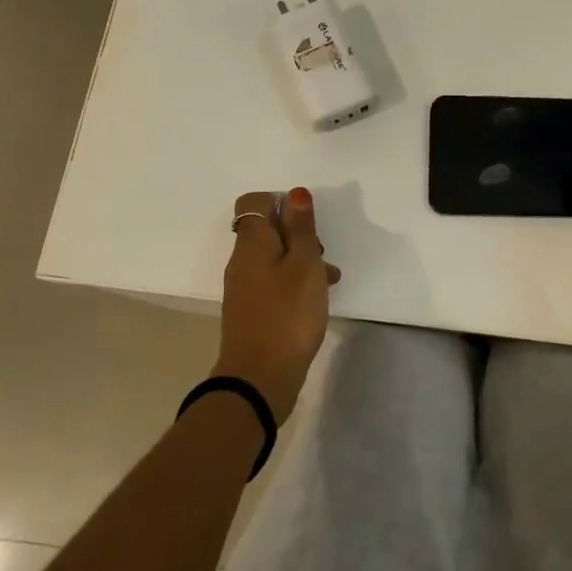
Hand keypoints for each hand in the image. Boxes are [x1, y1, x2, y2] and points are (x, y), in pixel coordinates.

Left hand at [217, 188, 340, 423]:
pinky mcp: (252, 310)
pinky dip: (294, 283)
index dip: (281, 202)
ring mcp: (245, 287)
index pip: (254, 202)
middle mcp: (242, 261)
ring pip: (274, 258)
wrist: (260, 377)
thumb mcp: (304, 265)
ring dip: (301, 260)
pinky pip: (274, 282)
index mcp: (252, 243)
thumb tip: (295, 193)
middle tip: (321, 252)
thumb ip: (301, 228)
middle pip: (267, 230)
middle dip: (297, 234)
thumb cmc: (288, 314)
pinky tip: (316, 300)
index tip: (308, 222)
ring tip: (329, 279)